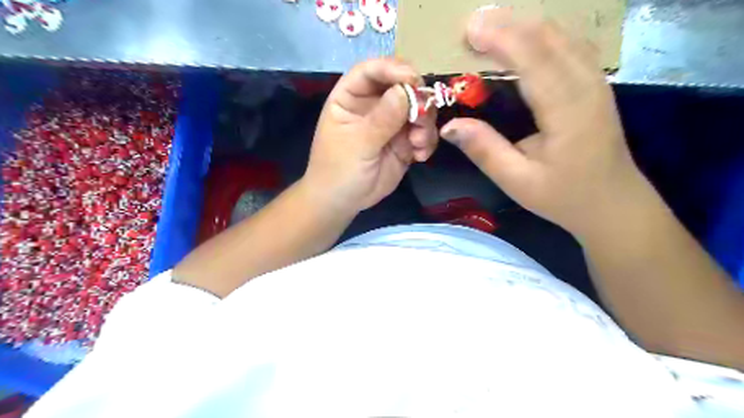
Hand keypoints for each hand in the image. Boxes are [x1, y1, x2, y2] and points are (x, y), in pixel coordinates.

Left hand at [304, 59, 436, 212]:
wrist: (343, 202)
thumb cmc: (338, 170)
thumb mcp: (357, 144)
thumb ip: (381, 119)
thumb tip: (406, 91)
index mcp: (351, 97)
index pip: (371, 71)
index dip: (392, 69)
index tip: (413, 80)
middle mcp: (374, 105)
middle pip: (402, 85)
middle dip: (417, 99)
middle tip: (422, 119)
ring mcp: (392, 123)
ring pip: (418, 109)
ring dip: (425, 124)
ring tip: (418, 144)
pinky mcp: (405, 142)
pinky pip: (424, 133)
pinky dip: (427, 141)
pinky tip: (419, 156)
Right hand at [441, 9, 645, 236]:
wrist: (613, 203)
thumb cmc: (564, 196)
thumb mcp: (517, 181)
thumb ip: (485, 151)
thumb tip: (450, 126)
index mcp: (567, 112)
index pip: (534, 60)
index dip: (502, 38)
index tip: (469, 30)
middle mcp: (586, 87)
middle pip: (549, 38)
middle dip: (509, 24)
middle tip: (472, 25)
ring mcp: (596, 82)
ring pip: (562, 36)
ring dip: (524, 25)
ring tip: (491, 26)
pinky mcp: (595, 84)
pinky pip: (569, 45)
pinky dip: (541, 35)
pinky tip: (523, 37)